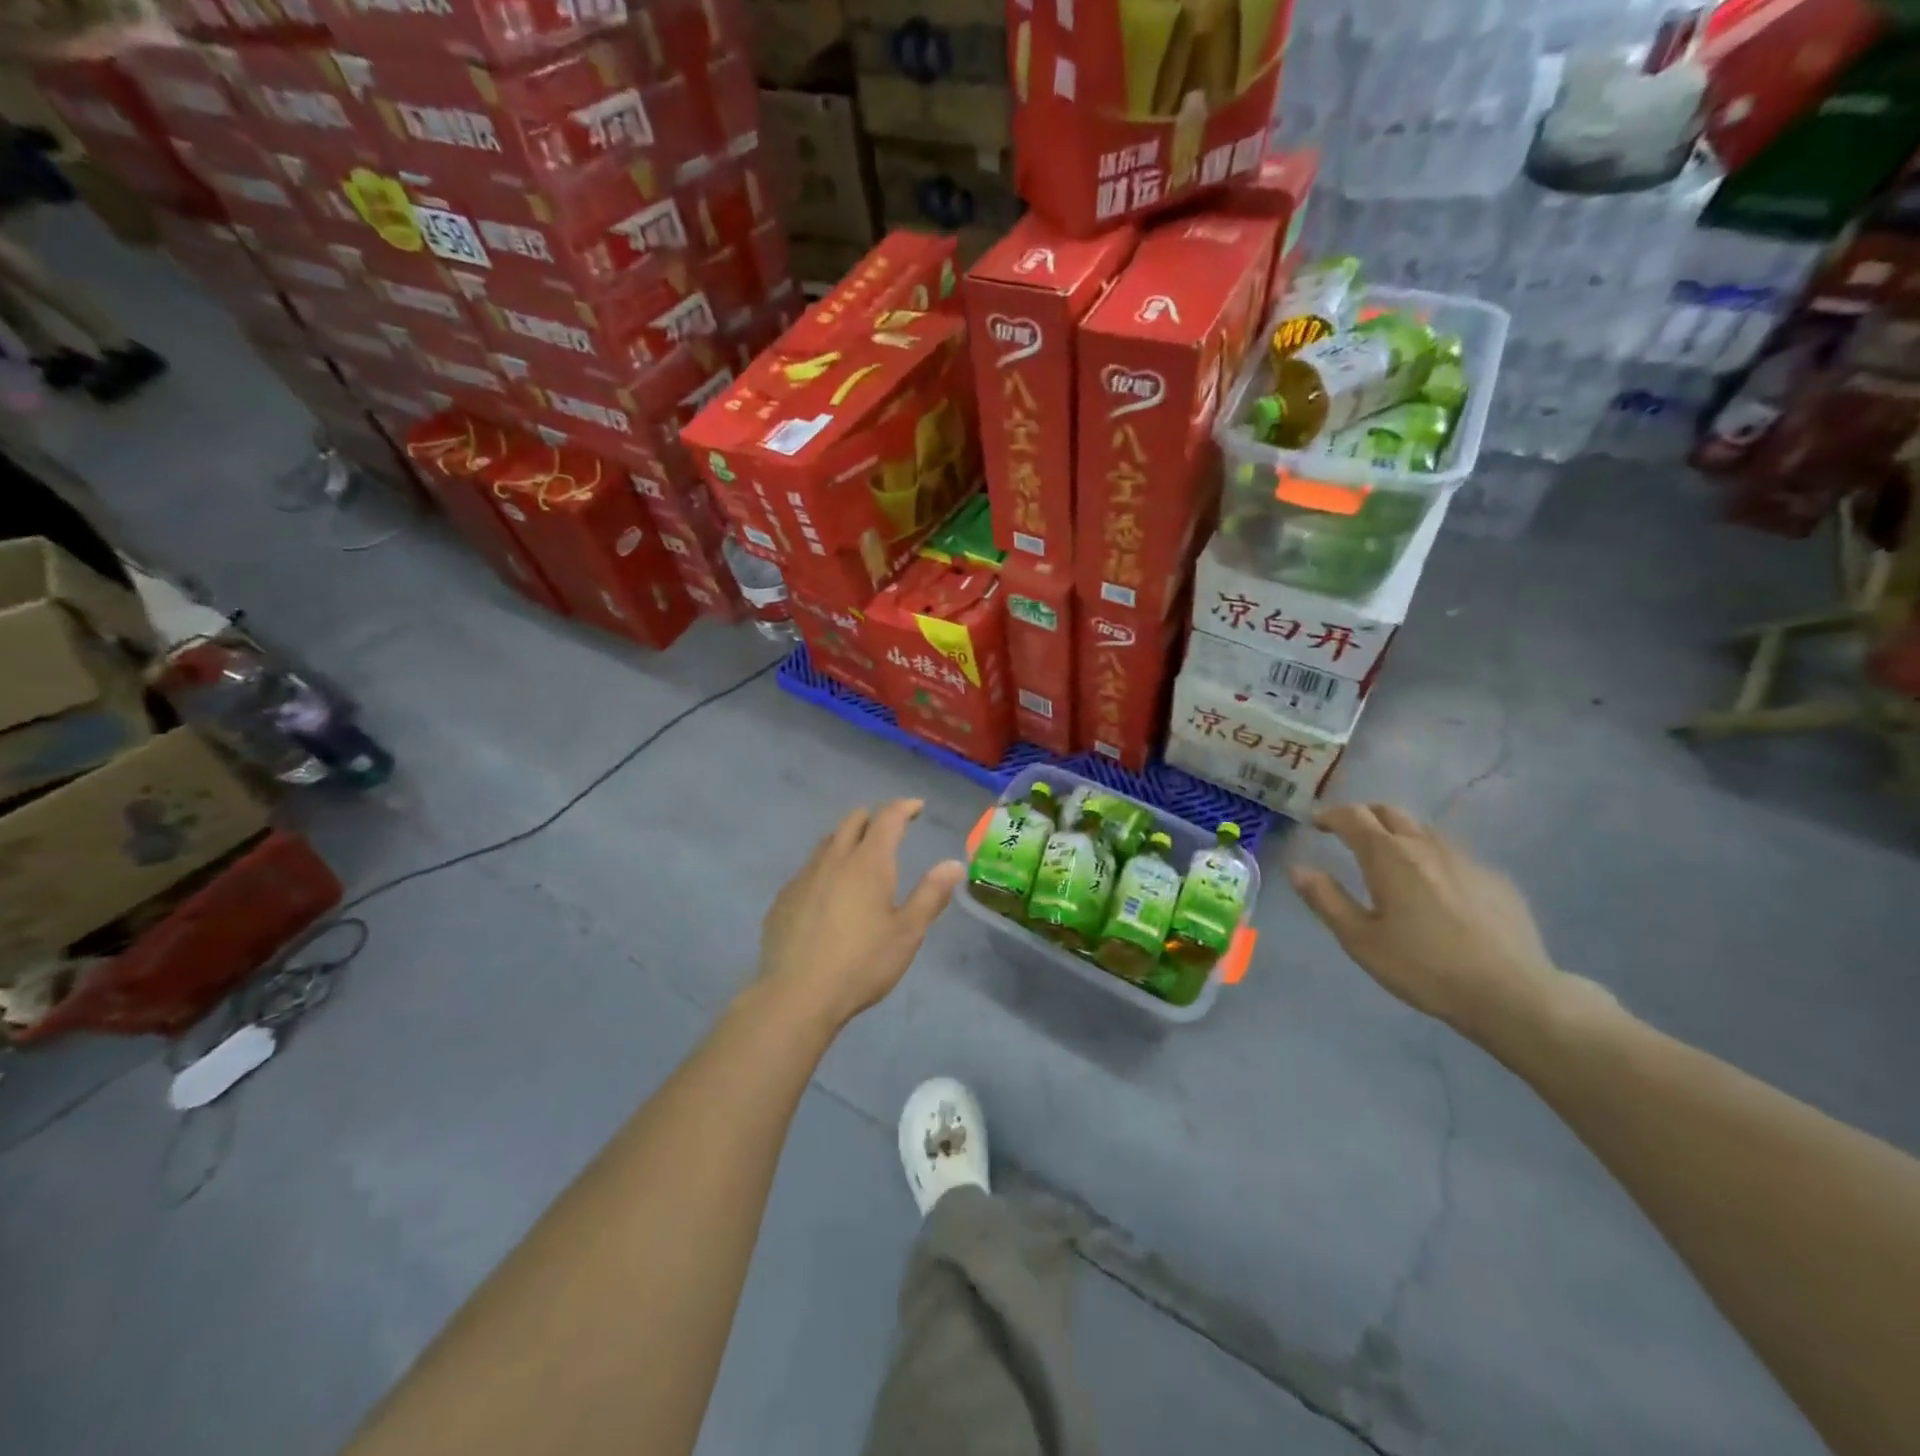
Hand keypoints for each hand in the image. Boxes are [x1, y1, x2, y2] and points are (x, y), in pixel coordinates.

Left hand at [757, 799, 964, 1030]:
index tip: (916, 807)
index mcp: (869, 863)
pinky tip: (828, 894)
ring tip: (859, 858)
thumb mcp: (907, 933)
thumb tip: (954, 864)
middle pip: (853, 821)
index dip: (904, 807)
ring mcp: (803, 877)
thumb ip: (931, 895)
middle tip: (890, 831)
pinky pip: (807, 870)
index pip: (888, 818)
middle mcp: (834, 860)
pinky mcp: (783, 899)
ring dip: (847, 840)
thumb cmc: (862, 963)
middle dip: (874, 819)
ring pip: (827, 843)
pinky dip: (825, 869)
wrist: (797, 995)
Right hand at [1290, 804, 1579, 1041]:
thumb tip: (1298, 869)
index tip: (1316, 823)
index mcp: (1387, 856)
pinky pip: (1454, 856)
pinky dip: (1432, 859)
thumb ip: (1326, 899)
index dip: (1330, 815)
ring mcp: (1465, 860)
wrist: (1511, 994)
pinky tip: (1435, 892)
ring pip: (1423, 831)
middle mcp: (1425, 846)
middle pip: (1390, 812)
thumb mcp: (1360, 939)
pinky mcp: (1495, 880)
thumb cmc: (1423, 967)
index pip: (1352, 816)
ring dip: (1398, 835)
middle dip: (1363, 816)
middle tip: (1348, 834)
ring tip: (1390, 861)